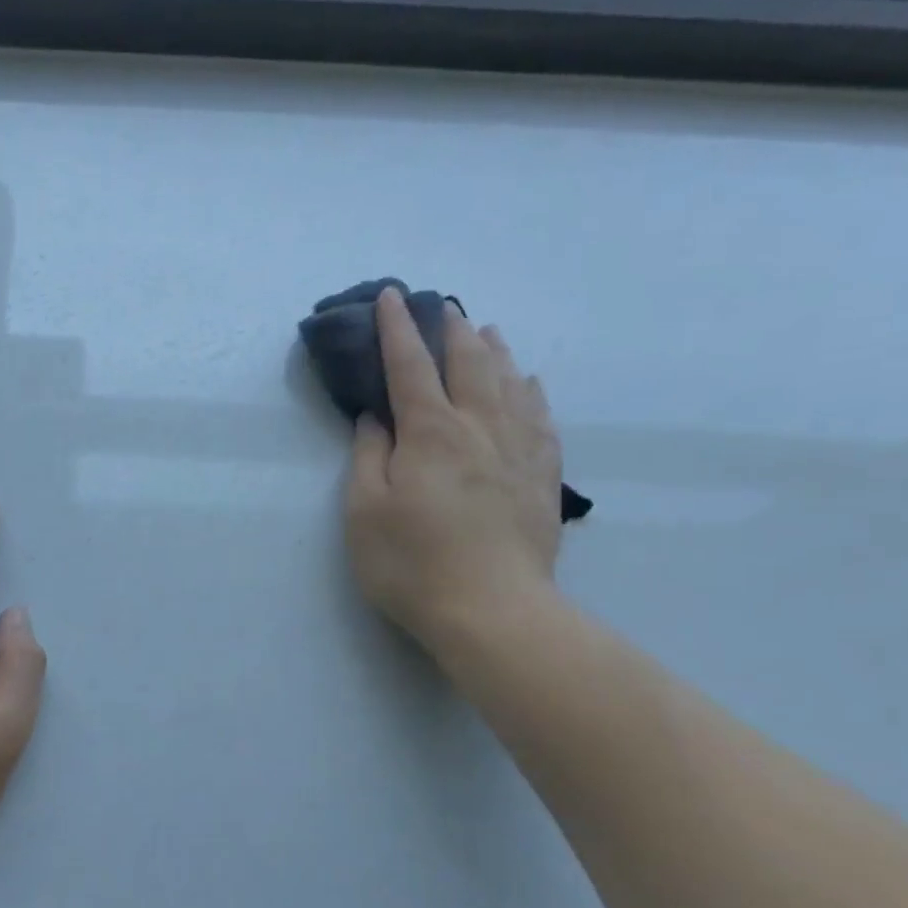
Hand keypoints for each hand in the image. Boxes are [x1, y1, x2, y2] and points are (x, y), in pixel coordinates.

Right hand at [345, 288, 563, 667]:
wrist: (491, 610)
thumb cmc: (412, 563)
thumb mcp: (365, 512)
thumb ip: (369, 456)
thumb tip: (376, 417)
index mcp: (430, 433)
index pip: (410, 367)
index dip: (397, 329)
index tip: (390, 296)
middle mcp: (478, 428)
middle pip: (468, 364)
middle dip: (450, 331)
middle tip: (441, 308)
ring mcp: (517, 451)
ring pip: (509, 384)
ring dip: (494, 352)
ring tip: (486, 330)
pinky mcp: (542, 478)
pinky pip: (541, 419)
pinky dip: (532, 392)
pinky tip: (530, 384)